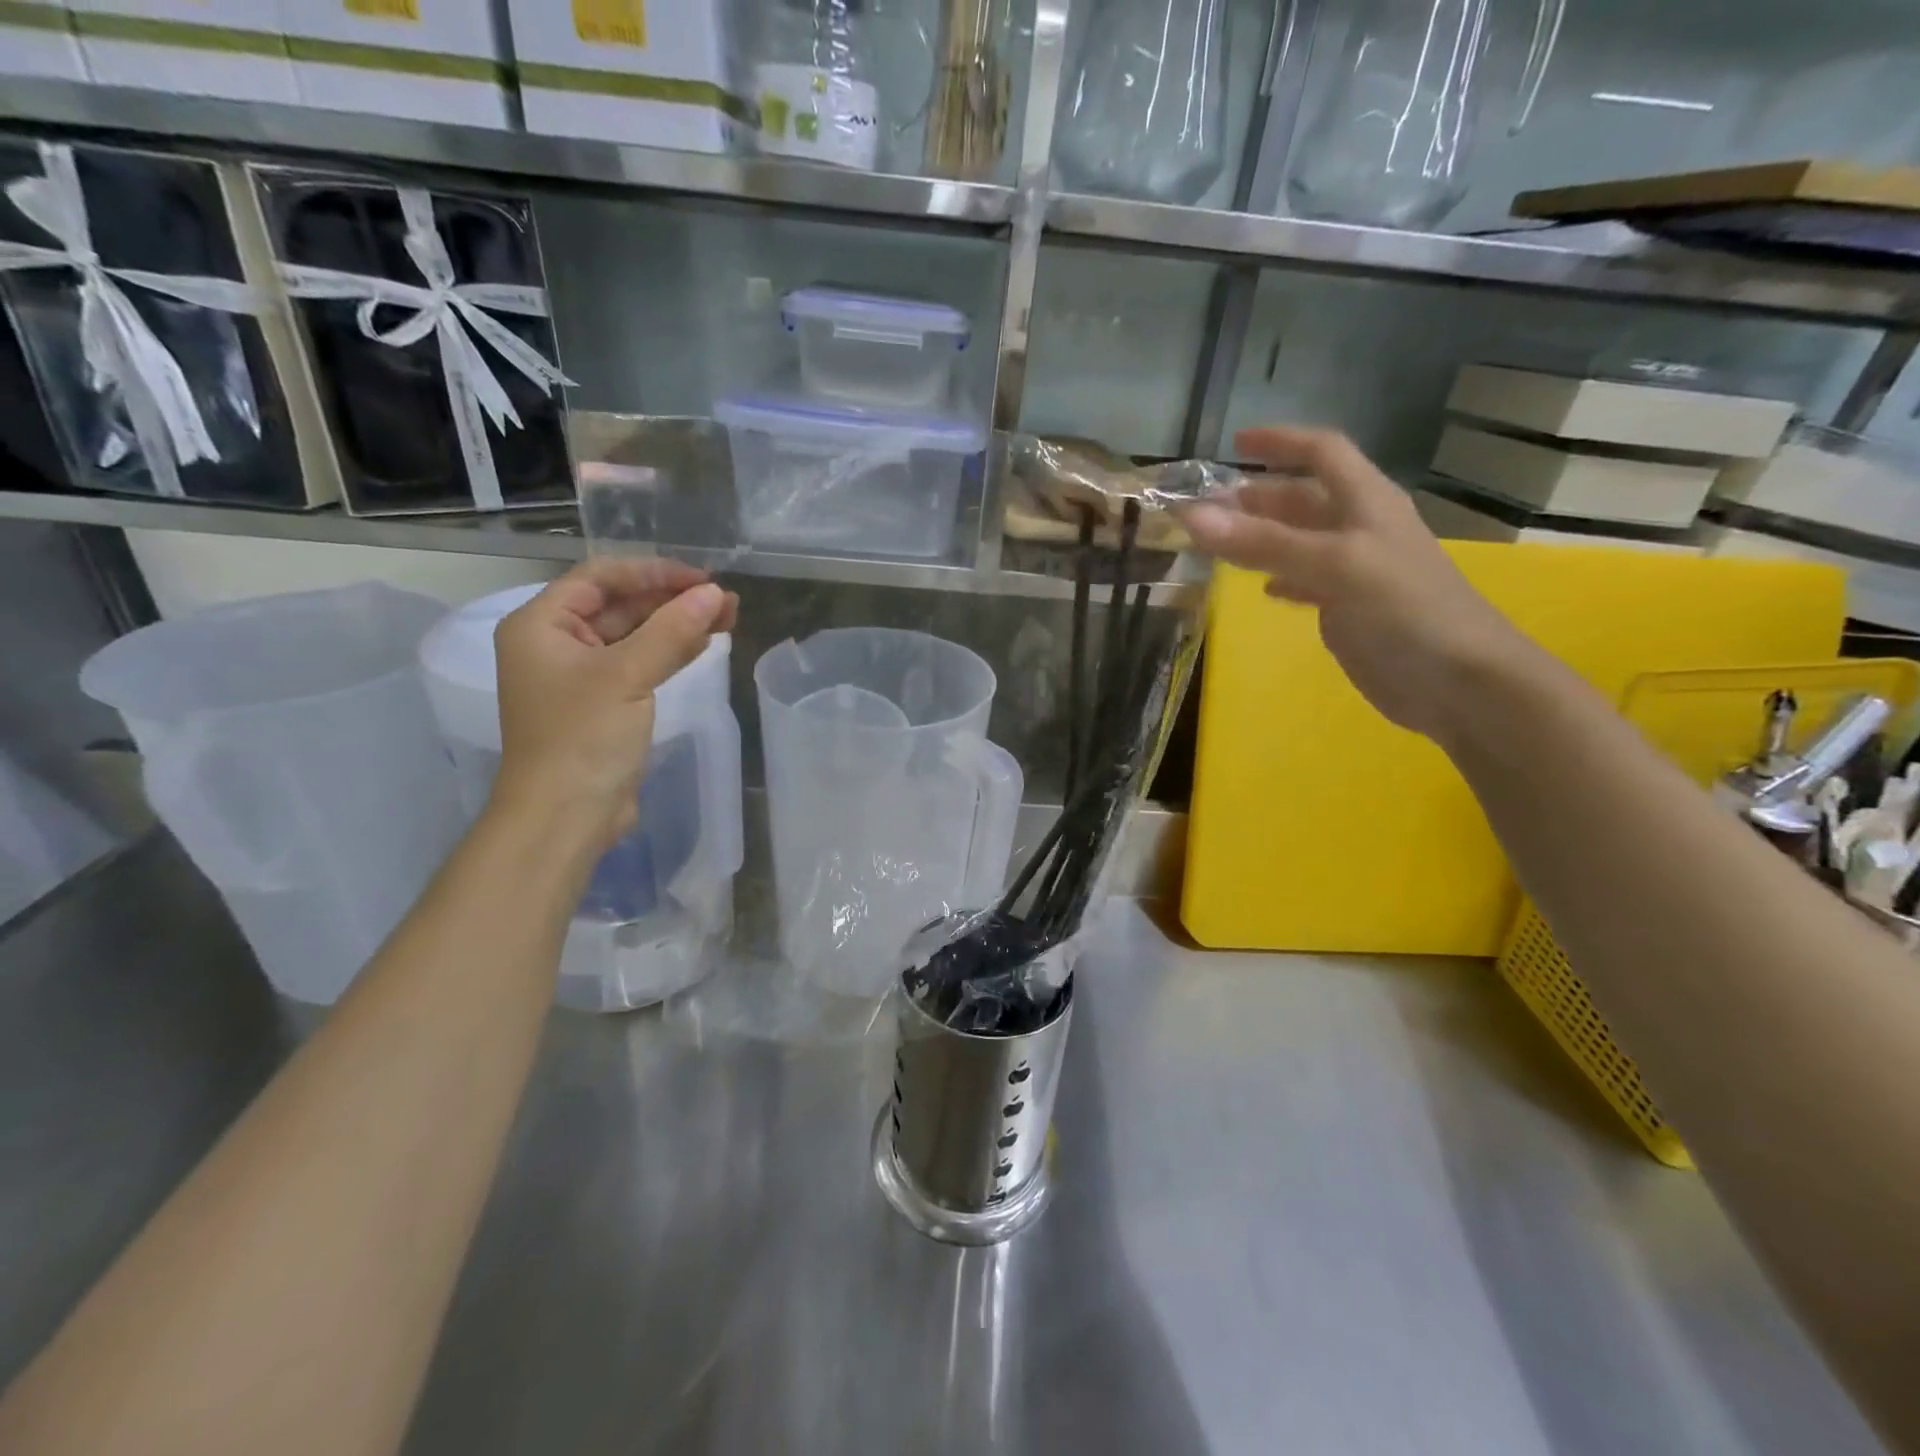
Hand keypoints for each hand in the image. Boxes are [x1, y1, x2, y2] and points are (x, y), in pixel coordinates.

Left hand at [489, 560, 737, 852]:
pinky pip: (641, 663)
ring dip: (678, 624)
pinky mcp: (606, 702)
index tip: (703, 579)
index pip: (600, 578)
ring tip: (728, 616)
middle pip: (620, 604)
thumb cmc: (583, 738)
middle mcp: (557, 643)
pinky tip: (705, 642)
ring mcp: (582, 675)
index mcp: (541, 625)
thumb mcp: (627, 676)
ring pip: (635, 634)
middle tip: (724, 600)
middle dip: (672, 599)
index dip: (653, 572)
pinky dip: (671, 651)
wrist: (566, 817)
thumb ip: (672, 631)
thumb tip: (716, 594)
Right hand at [1180, 426, 1528, 744]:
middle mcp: (1360, 528)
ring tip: (1217, 543)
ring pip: (1300, 540)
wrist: (1458, 681)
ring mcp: (1355, 570)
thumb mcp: (1335, 566)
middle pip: (1304, 498)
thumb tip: (1192, 517)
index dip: (1280, 442)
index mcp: (1366, 502)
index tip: (1234, 444)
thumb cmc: (1405, 609)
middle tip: (1207, 507)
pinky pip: (1307, 581)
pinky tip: (1263, 589)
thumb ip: (1264, 542)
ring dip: (1261, 537)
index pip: (1322, 453)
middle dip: (1257, 496)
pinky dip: (1281, 578)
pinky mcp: (1349, 608)